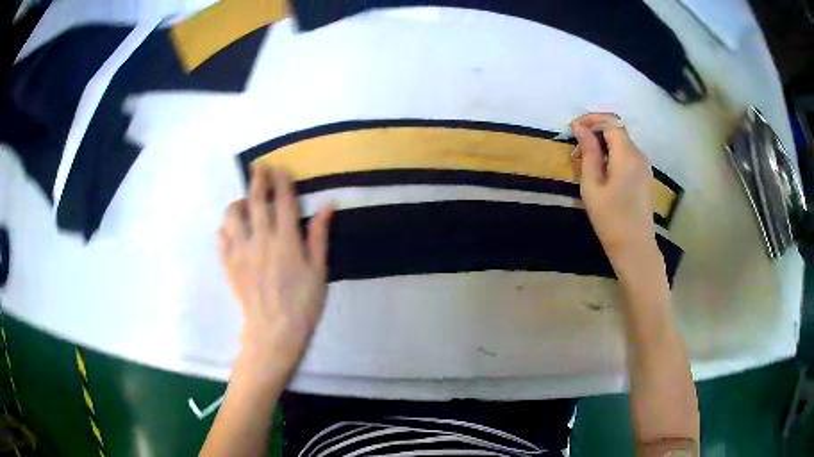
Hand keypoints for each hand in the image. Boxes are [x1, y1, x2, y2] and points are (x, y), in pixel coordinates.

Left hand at [218, 167, 333, 377]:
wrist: (274, 332)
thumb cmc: (303, 304)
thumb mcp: (319, 271)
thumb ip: (319, 236)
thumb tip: (327, 205)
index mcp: (286, 240)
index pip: (282, 200)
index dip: (281, 181)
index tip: (280, 168)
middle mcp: (260, 239)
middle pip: (255, 200)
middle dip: (257, 179)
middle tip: (259, 167)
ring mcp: (241, 251)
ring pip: (232, 215)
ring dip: (238, 202)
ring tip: (244, 201)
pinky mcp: (228, 264)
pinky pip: (221, 237)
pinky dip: (225, 227)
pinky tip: (232, 228)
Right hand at [571, 113, 655, 258]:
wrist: (634, 248)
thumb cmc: (610, 219)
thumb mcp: (592, 185)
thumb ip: (588, 153)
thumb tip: (581, 128)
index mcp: (627, 155)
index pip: (611, 122)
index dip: (592, 119)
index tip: (574, 128)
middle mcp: (639, 155)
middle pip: (616, 131)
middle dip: (595, 134)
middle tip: (577, 153)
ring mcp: (644, 166)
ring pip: (621, 144)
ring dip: (603, 146)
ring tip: (586, 165)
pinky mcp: (644, 177)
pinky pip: (627, 156)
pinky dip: (612, 156)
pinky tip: (601, 174)